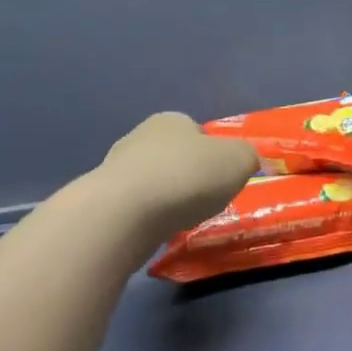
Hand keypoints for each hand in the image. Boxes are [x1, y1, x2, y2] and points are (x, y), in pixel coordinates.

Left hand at [98, 112, 258, 242]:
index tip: (224, 178)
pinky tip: (159, 230)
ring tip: (183, 219)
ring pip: (154, 181)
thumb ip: (248, 157)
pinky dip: (150, 217)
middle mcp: (140, 137)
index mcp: (172, 120)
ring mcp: (116, 168)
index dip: (215, 154)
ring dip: (168, 198)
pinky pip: (137, 207)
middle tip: (207, 200)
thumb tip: (246, 162)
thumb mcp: (239, 160)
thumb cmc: (189, 175)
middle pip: (174, 156)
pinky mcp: (103, 200)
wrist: (126, 213)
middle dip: (189, 176)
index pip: (198, 132)